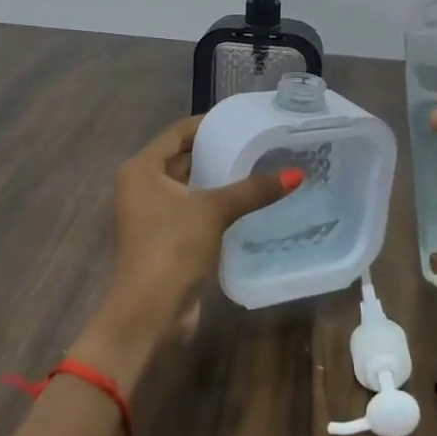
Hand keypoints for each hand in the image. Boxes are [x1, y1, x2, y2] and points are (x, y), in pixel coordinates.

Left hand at [73, 115, 299, 389]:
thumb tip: (296, 174)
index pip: (178, 133)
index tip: (242, 120)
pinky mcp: (164, 239)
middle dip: (216, 152)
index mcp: (141, 169)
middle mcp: (140, 187)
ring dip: (217, 181)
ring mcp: (150, 215)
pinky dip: (214, 206)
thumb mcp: (213, 211)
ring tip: (258, 169)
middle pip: (183, 159)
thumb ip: (252, 190)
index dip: (208, 124)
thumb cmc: (172, 248)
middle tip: (256, 144)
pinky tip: (246, 203)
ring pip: (189, 187)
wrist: (148, 315)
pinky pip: (192, 211)